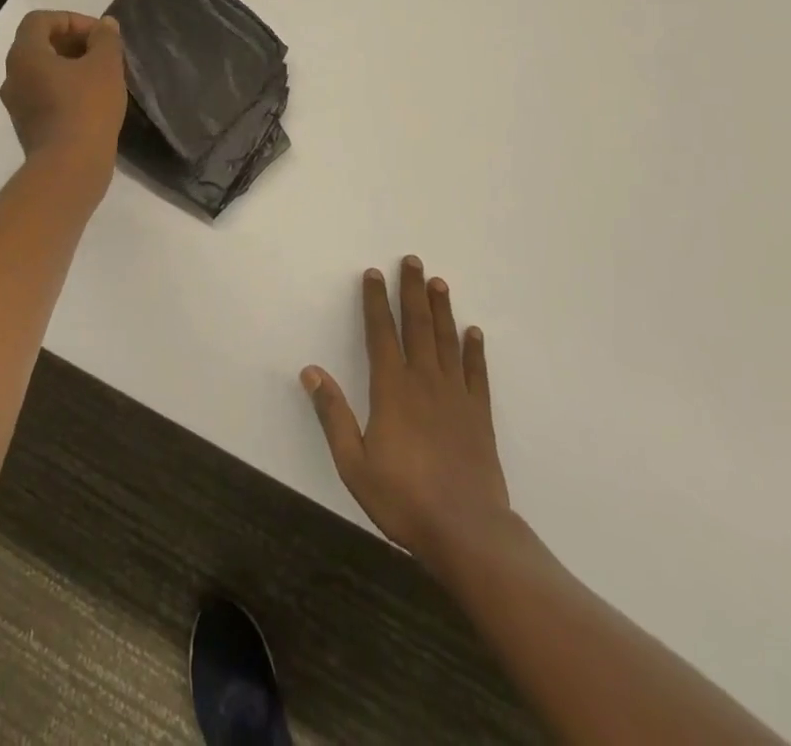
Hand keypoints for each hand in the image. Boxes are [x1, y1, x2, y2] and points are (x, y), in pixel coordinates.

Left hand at [0, 11, 126, 193]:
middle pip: (39, 45)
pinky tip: (92, 102)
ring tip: (102, 77)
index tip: (99, 34)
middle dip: (73, 43)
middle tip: (103, 54)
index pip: (40, 20)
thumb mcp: (106, 66)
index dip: (71, 19)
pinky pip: (44, 96)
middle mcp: (12, 76)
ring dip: (70, 67)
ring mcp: (17, 105)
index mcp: (25, 55)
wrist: (70, 168)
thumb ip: (106, 39)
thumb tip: (105, 25)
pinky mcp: (27, 127)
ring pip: (42, 72)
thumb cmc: (87, 108)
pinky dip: (65, 90)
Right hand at [303, 257, 514, 576]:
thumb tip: (310, 372)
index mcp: (392, 389)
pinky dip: (475, 350)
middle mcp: (424, 381)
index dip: (375, 301)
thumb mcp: (353, 463)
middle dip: (412, 291)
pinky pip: (477, 373)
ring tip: (439, 282)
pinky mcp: (479, 415)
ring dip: (442, 309)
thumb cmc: (403, 498)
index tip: (373, 274)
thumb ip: (332, 414)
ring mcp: (456, 396)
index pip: (381, 333)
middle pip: (418, 325)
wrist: (467, 531)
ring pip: (447, 341)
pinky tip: (474, 332)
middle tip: (413, 260)